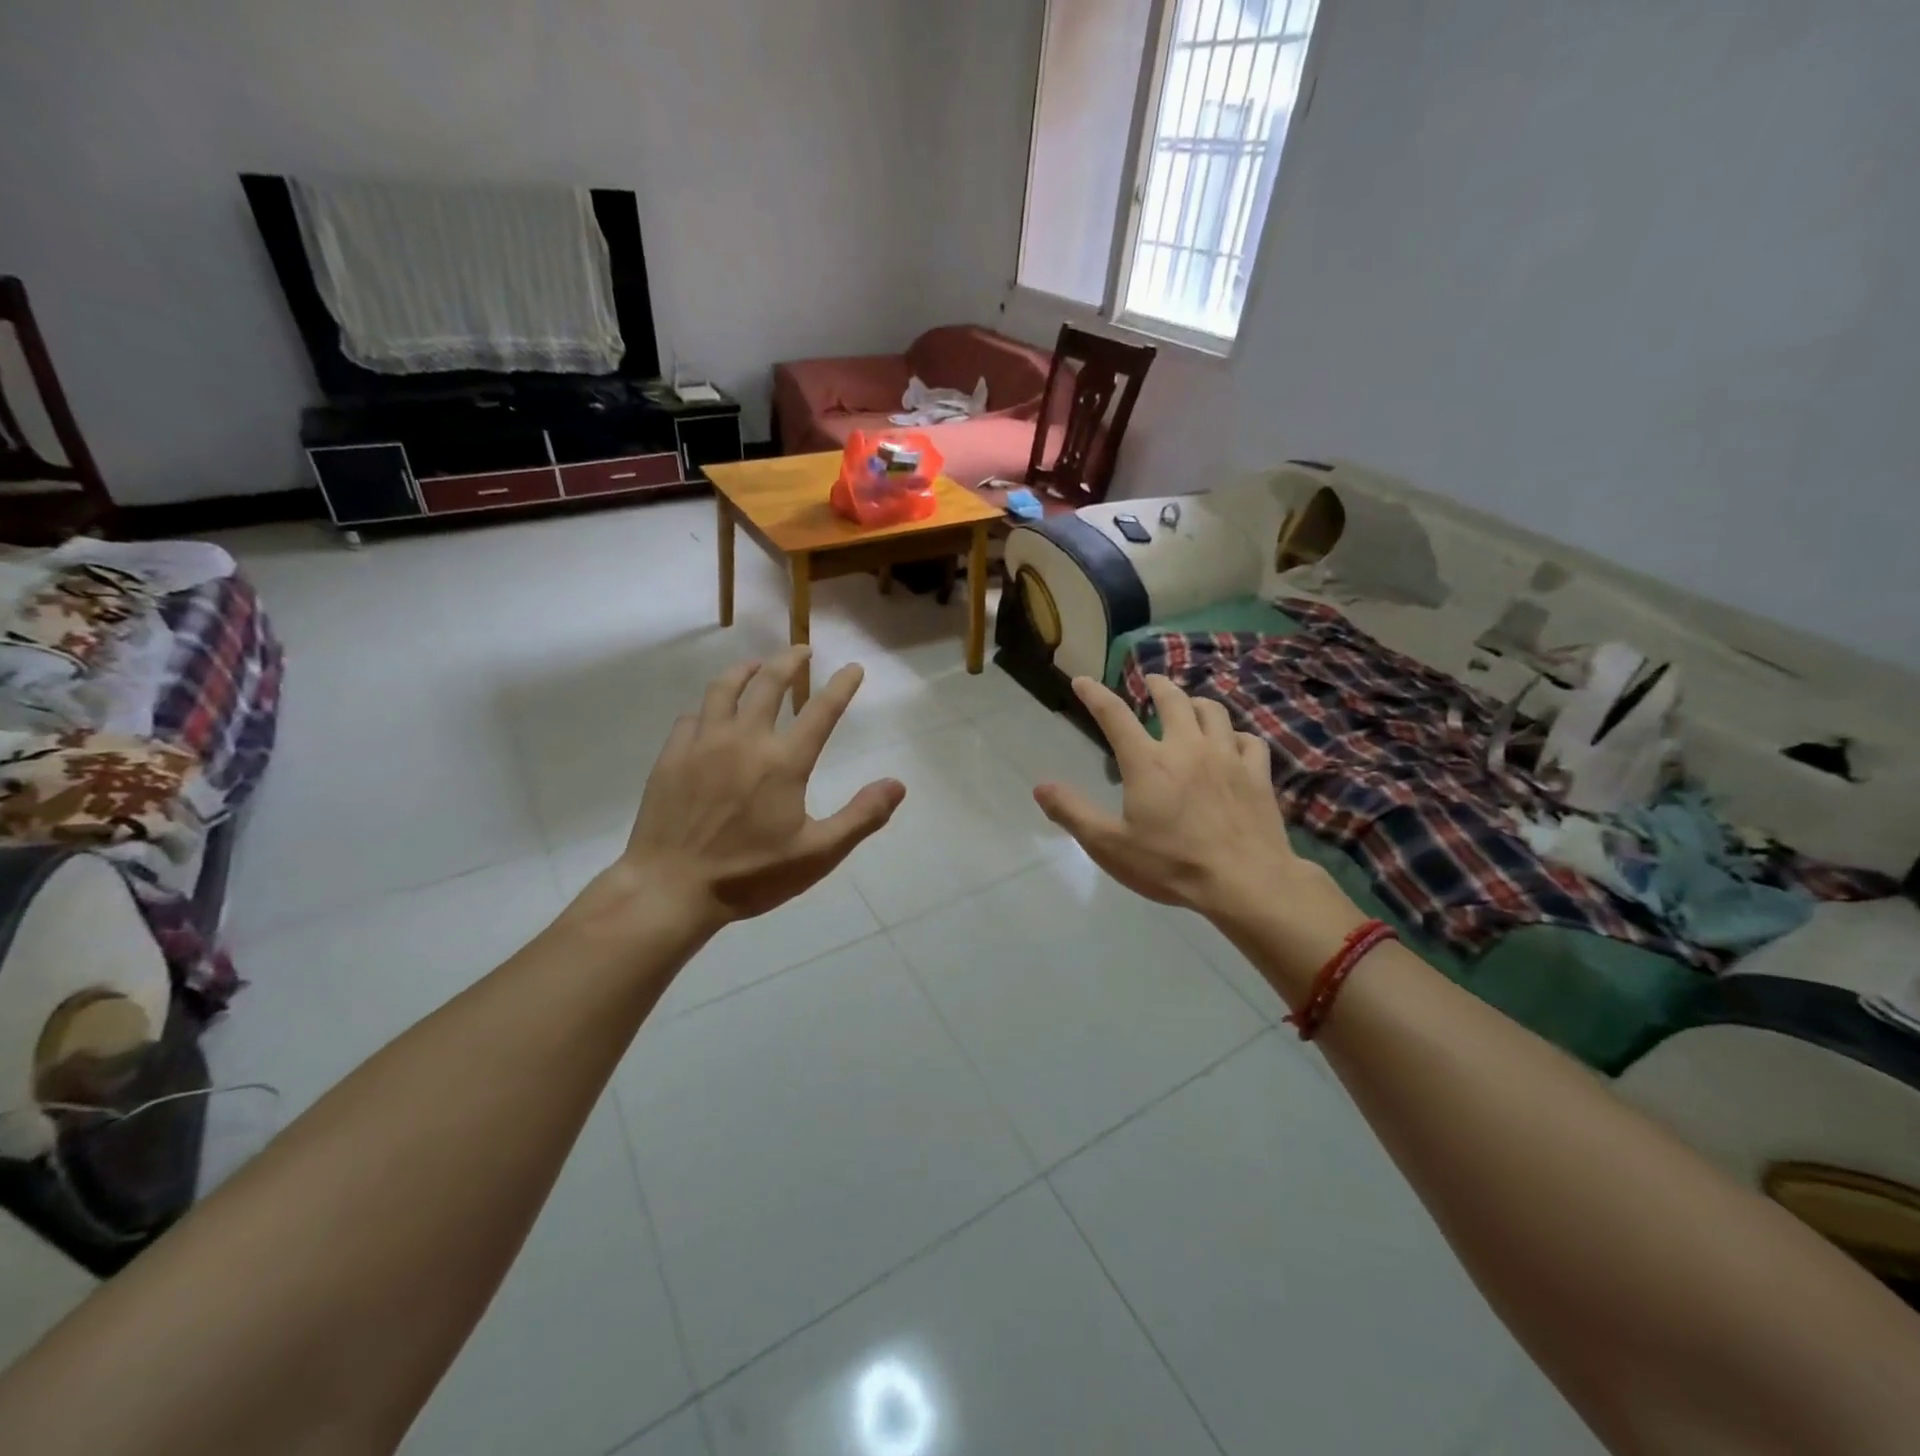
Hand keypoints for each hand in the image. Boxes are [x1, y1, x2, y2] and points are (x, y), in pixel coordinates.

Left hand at [607, 646, 904, 935]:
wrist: (670, 888)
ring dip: (745, 670)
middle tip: (802, 649)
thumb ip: (861, 816)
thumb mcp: (817, 855)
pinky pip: (692, 716)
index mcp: (784, 762)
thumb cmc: (749, 875)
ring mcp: (703, 744)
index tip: (854, 667)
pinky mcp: (672, 756)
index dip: (841, 685)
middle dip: (790, 661)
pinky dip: (709, 707)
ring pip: (724, 689)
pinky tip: (711, 714)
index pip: (821, 710)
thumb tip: (897, 785)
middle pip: (769, 683)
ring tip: (756, 666)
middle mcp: (744, 739)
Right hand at [1034, 675, 1326, 925]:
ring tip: (1189, 706)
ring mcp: (1227, 757)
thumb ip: (1073, 813)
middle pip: (1173, 699)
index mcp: (1148, 762)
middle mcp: (1187, 747)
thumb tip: (1040, 787)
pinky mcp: (1258, 774)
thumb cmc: (1171, 864)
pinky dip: (1236, 735)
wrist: (1245, 881)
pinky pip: (1249, 740)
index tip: (1082, 680)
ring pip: (1214, 711)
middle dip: (1157, 685)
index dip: (1095, 694)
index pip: (1114, 715)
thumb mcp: (1110, 845)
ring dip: (1196, 702)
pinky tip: (1232, 743)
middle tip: (1150, 681)